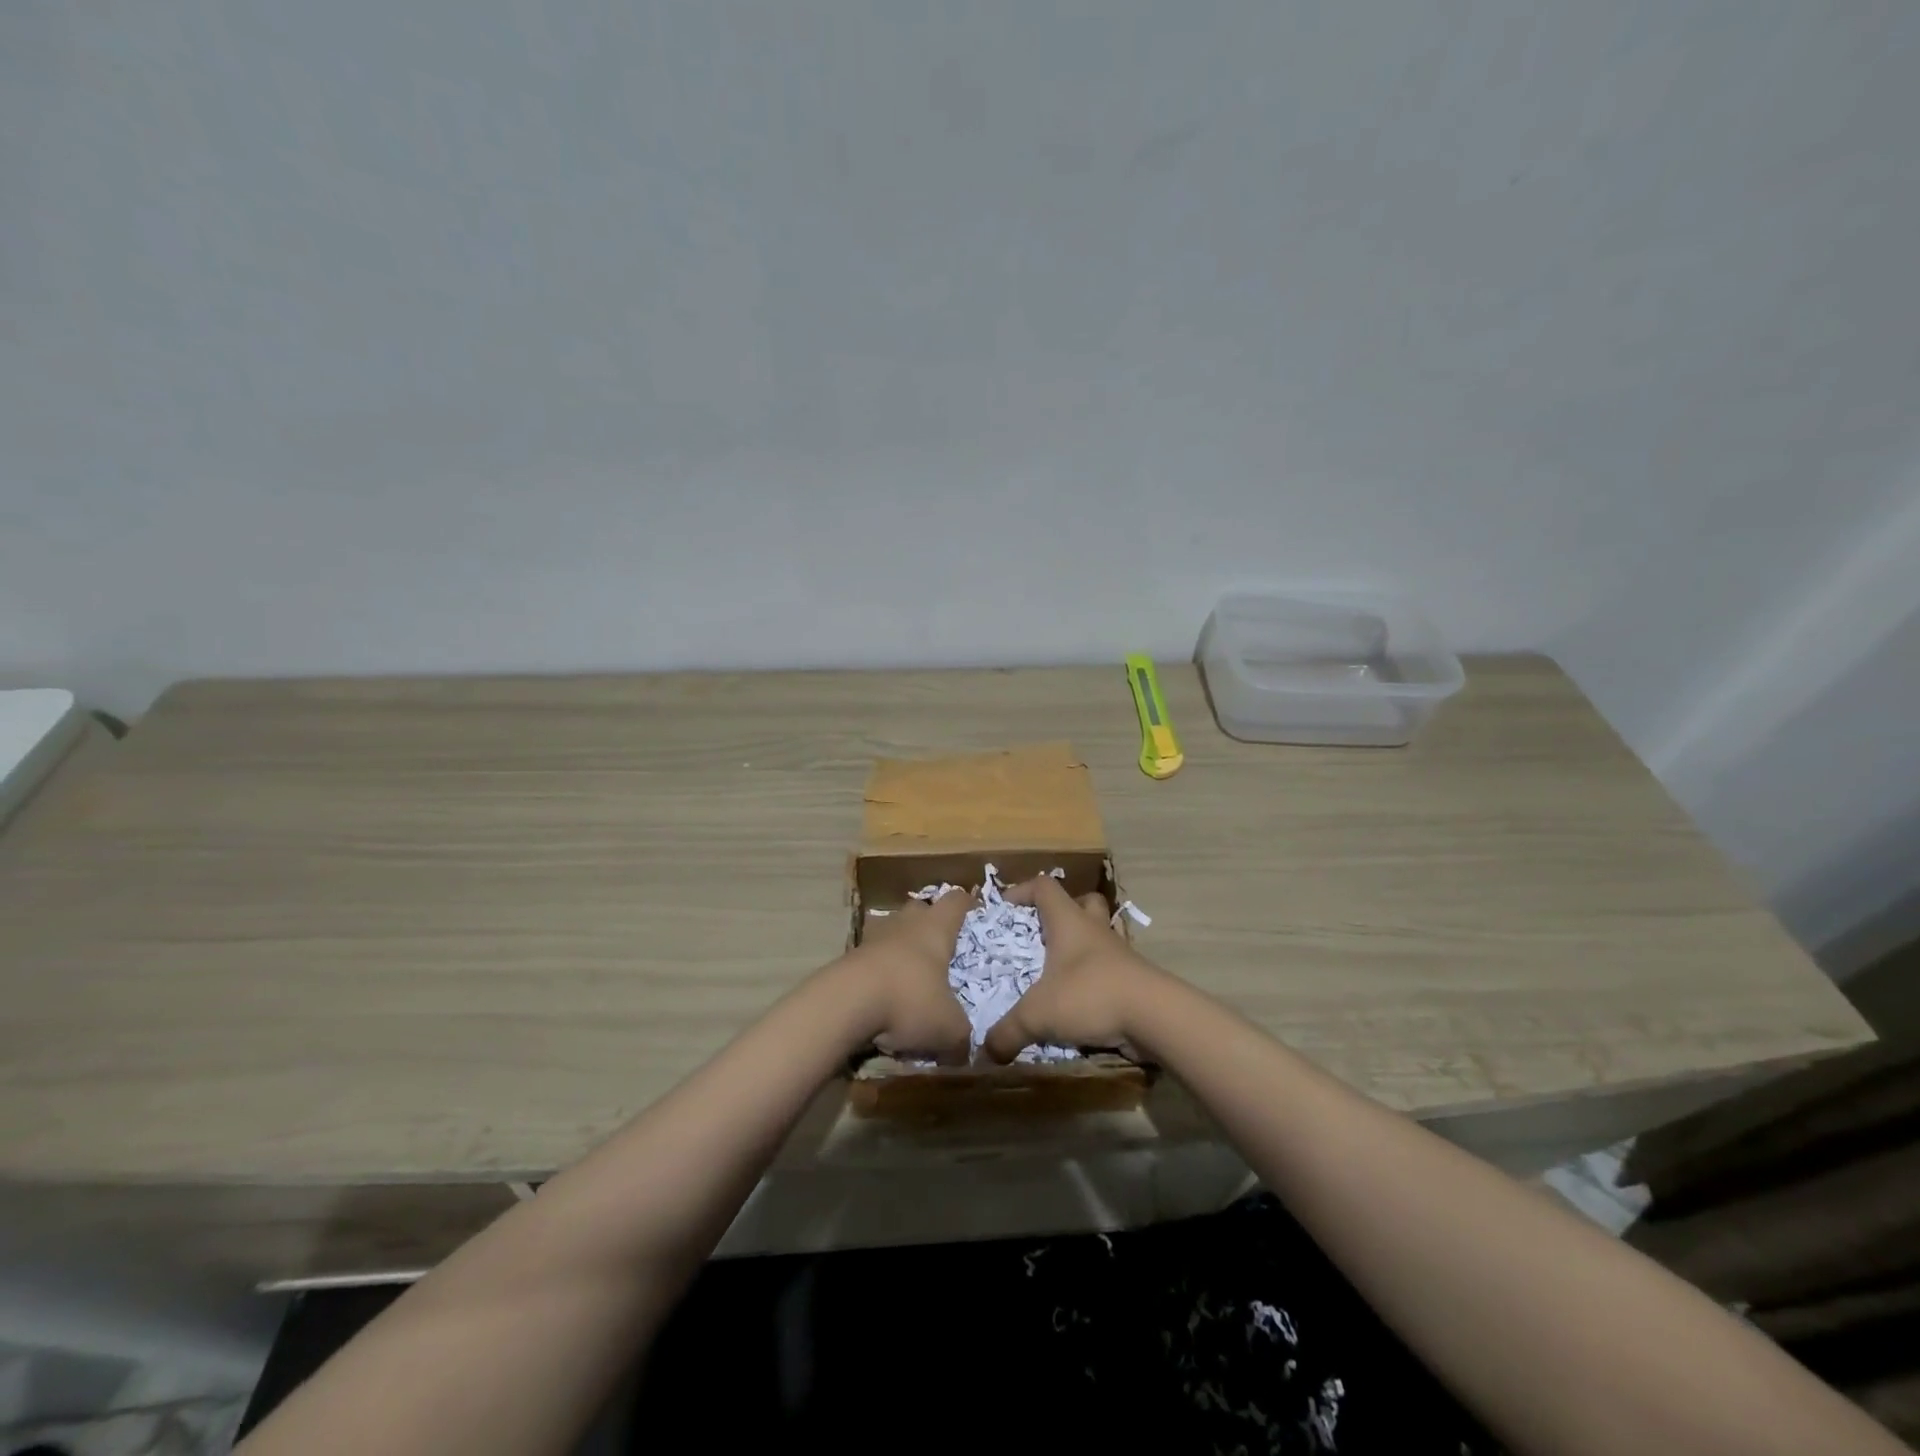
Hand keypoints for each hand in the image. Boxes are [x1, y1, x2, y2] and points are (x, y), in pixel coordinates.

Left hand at [850, 889, 975, 1065]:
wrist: (844, 1004)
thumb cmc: (909, 1000)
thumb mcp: (949, 1028)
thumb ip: (962, 1035)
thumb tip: (964, 1050)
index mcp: (935, 928)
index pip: (956, 900)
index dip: (966, 905)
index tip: (973, 916)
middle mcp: (905, 923)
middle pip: (920, 909)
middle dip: (929, 925)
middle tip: (940, 952)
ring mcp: (873, 937)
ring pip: (892, 931)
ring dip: (900, 947)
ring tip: (910, 976)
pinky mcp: (848, 957)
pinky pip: (870, 957)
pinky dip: (878, 971)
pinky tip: (882, 997)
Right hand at [981, 876, 1162, 1063]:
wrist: (1155, 1016)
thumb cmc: (1090, 995)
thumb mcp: (1038, 1015)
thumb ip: (1008, 1032)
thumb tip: (987, 1051)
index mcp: (1068, 922)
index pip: (1044, 886)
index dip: (1022, 890)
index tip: (1003, 908)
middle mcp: (1094, 929)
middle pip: (1081, 902)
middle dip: (1061, 913)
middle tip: (1041, 934)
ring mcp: (1118, 953)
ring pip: (1099, 934)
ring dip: (1081, 946)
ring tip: (1058, 971)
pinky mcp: (1132, 977)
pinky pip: (1109, 967)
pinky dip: (1094, 977)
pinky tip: (1079, 1001)